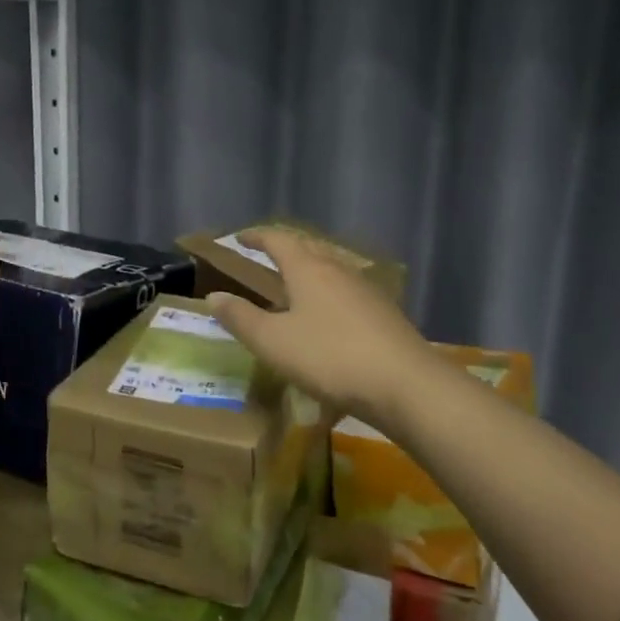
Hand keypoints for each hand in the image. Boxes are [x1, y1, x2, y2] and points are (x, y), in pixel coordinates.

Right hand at [206, 228, 439, 424]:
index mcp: (308, 269)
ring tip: (293, 282)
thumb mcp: (273, 342)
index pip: (278, 239)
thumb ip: (241, 318)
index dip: (256, 236)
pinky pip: (346, 290)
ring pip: (330, 268)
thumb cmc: (330, 357)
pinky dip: (327, 291)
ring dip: (308, 268)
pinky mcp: (383, 313)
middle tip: (265, 253)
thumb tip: (214, 297)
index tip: (239, 238)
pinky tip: (328, 314)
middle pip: (307, 248)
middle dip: (284, 247)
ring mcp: (365, 290)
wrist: (405, 384)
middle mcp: (337, 270)